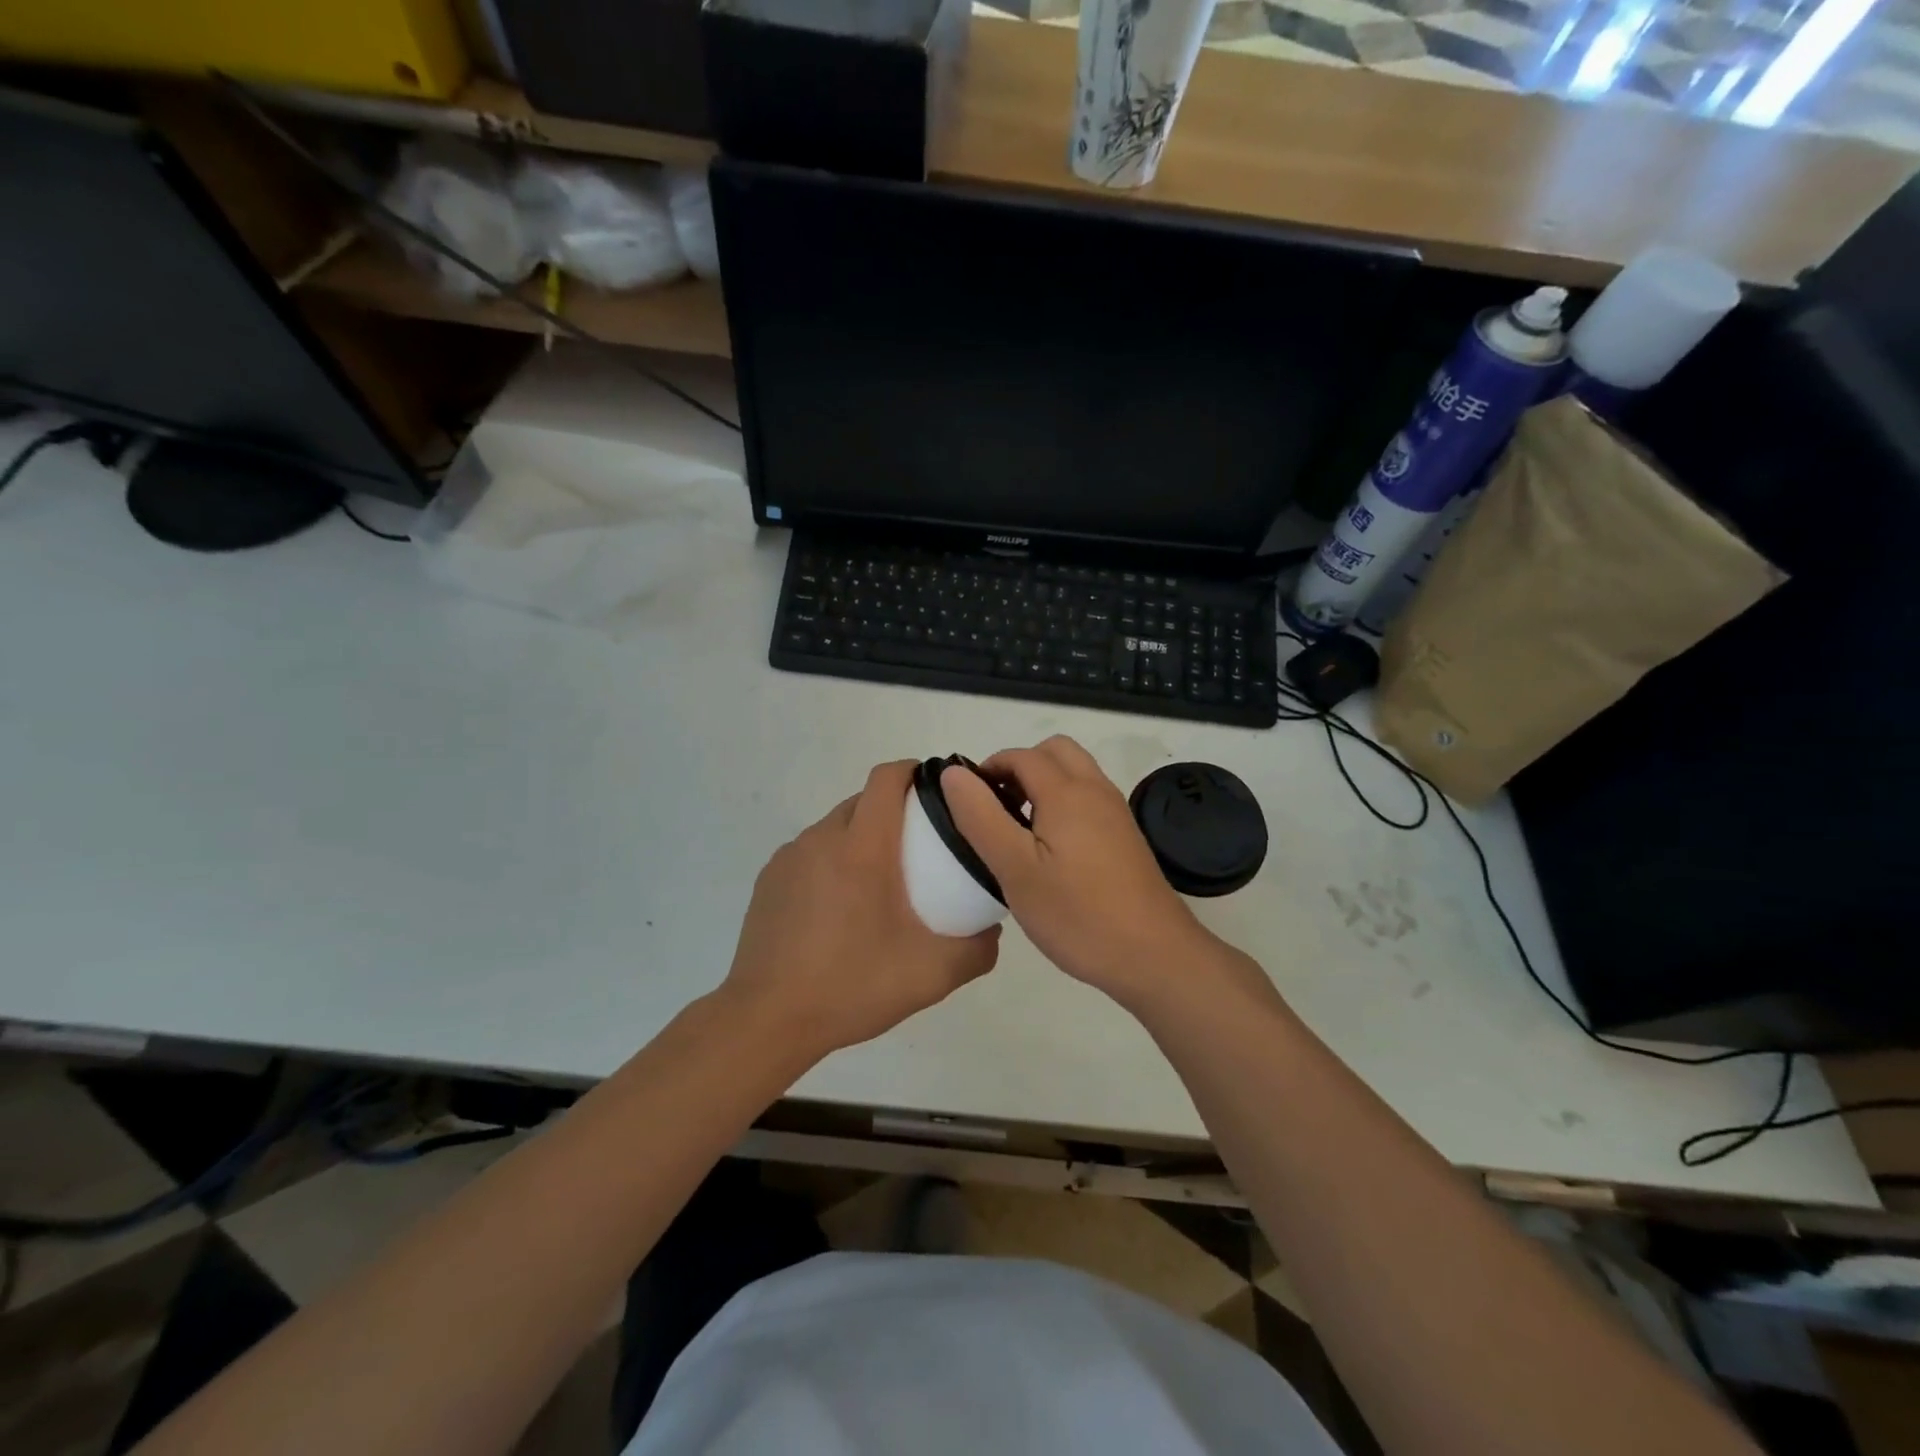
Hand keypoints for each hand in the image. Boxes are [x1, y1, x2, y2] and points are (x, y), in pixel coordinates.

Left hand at [722, 760, 999, 1064]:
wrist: (768, 1019)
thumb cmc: (853, 984)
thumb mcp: (932, 974)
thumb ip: (977, 949)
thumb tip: (992, 931)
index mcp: (863, 846)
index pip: (887, 778)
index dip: (914, 772)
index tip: (938, 791)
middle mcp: (822, 838)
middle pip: (863, 800)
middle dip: (894, 809)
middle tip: (921, 848)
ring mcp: (790, 858)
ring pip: (835, 828)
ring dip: (861, 838)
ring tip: (881, 883)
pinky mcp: (769, 880)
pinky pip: (810, 854)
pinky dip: (832, 863)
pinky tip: (840, 909)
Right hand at [941, 736, 1214, 1007]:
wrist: (1154, 955)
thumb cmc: (1077, 914)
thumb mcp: (1014, 869)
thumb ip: (981, 817)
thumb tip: (954, 773)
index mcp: (1067, 792)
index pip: (1021, 756)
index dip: (989, 768)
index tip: (968, 803)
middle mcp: (1096, 790)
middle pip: (1055, 752)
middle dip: (1020, 767)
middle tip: (997, 809)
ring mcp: (1116, 813)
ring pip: (1075, 774)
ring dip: (1043, 784)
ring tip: (1019, 831)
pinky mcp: (1126, 837)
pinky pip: (1089, 799)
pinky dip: (1064, 804)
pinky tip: (1051, 851)